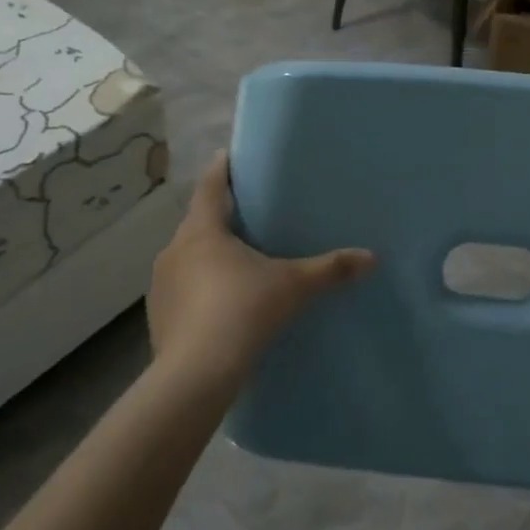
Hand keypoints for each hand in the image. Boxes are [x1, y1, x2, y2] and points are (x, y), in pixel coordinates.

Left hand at [147, 153, 373, 388]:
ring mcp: (161, 285)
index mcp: (203, 231)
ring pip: (186, 258)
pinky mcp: (158, 317)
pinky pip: (181, 290)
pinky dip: (197, 288)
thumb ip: (330, 269)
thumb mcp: (293, 286)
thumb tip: (371, 258)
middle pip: (197, 222)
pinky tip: (218, 305)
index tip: (228, 156)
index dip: (221, 169)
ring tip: (234, 262)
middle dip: (218, 217)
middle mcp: (174, 250)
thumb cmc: (244, 311)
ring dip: (206, 256)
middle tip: (245, 216)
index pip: (210, 187)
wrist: (197, 374)